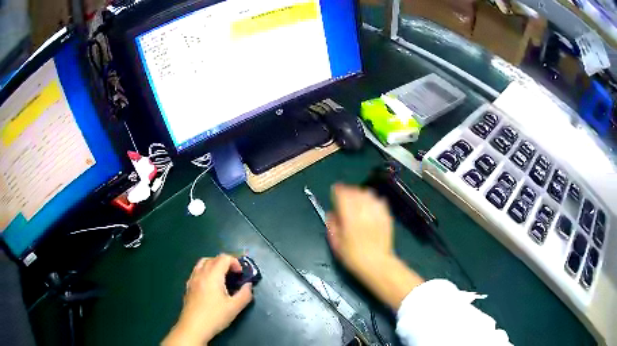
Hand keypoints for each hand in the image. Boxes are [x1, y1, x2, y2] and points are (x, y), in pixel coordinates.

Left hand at [162, 254, 252, 345]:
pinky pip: (197, 271)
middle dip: (225, 263)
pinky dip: (205, 272)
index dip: (235, 262)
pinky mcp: (188, 287)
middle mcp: (201, 273)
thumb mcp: (235, 307)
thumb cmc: (215, 316)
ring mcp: (192, 279)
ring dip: (214, 265)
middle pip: (213, 258)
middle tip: (234, 275)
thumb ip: (245, 294)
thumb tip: (248, 285)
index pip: (224, 258)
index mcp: (213, 275)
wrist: (193, 327)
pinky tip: (210, 285)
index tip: (241, 274)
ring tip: (222, 278)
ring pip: (202, 263)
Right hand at [326, 184, 422, 309]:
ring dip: (361, 193)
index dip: (338, 190)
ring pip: (369, 194)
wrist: (376, 264)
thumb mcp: (336, 244)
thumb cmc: (353, 257)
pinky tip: (371, 204)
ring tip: (358, 197)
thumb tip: (331, 214)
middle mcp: (363, 211)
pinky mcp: (386, 217)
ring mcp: (377, 213)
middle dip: (349, 190)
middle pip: (356, 192)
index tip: (335, 190)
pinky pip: (380, 202)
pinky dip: (374, 200)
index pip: (343, 195)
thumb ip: (332, 226)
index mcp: (349, 217)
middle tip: (345, 194)